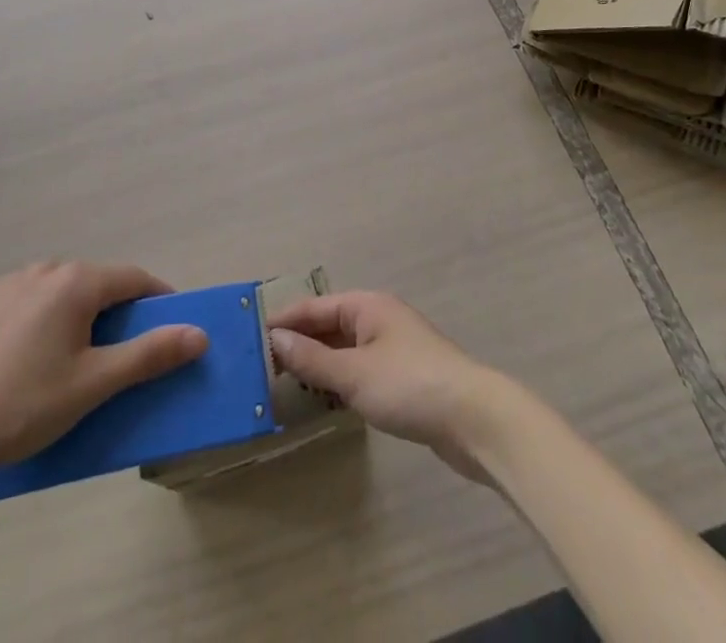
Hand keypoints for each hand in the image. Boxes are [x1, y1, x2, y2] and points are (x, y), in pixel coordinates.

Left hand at [0, 261, 207, 494]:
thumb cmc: (21, 406)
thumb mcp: (93, 385)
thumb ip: (149, 355)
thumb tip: (199, 334)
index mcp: (76, 281)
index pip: (135, 279)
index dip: (158, 303)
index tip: (170, 331)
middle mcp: (44, 269)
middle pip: (97, 284)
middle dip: (116, 314)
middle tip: (119, 359)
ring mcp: (7, 283)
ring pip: (61, 294)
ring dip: (78, 318)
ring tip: (72, 366)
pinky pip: (28, 304)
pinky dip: (43, 323)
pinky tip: (27, 364)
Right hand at [267, 291, 512, 483]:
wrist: (473, 419)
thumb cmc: (409, 385)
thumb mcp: (354, 373)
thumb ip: (312, 359)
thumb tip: (275, 338)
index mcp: (368, 306)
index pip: (316, 307)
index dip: (285, 319)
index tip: (252, 334)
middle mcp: (379, 319)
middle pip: (331, 326)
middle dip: (300, 343)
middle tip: (262, 365)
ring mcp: (393, 349)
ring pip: (345, 351)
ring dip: (318, 366)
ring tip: (283, 385)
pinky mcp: (403, 378)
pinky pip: (359, 371)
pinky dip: (339, 382)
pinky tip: (323, 402)